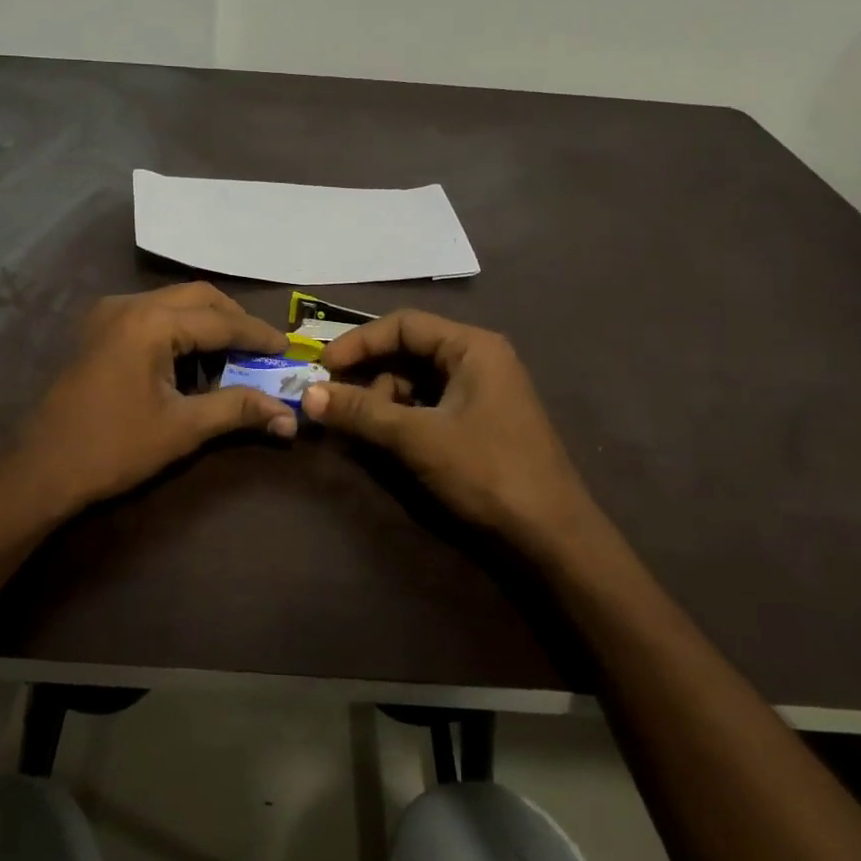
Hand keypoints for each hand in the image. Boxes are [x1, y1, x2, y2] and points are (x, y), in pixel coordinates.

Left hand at [4, 283, 296, 517]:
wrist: (39, 471)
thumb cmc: (113, 448)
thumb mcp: (182, 429)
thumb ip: (237, 410)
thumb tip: (288, 417)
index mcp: (150, 323)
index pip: (220, 320)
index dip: (258, 335)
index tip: (287, 348)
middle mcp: (128, 305)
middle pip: (197, 297)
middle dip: (233, 320)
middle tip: (262, 349)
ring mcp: (107, 315)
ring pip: (172, 303)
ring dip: (206, 323)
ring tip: (232, 356)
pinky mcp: (96, 331)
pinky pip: (150, 315)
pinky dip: (179, 329)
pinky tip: (190, 361)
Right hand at [304, 311, 606, 564]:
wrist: (552, 535)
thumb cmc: (488, 471)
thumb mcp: (418, 438)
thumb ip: (362, 412)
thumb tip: (308, 395)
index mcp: (473, 347)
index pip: (404, 325)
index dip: (359, 342)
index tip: (323, 366)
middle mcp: (479, 359)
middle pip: (409, 350)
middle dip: (369, 372)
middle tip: (333, 398)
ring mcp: (482, 391)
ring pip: (417, 380)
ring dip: (383, 398)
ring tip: (359, 426)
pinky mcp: (480, 420)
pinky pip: (430, 403)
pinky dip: (402, 416)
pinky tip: (384, 437)